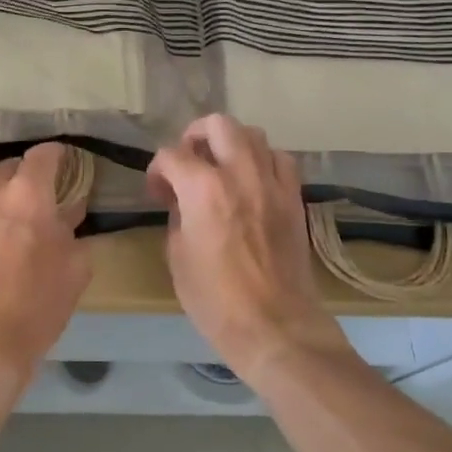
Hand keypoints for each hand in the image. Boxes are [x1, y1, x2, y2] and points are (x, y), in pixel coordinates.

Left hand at [0, 141, 91, 410]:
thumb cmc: (35, 311)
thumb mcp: (74, 270)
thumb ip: (73, 230)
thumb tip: (69, 208)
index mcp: (30, 195)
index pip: (46, 153)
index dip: (56, 158)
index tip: (59, 168)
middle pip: (8, 160)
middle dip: (21, 175)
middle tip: (24, 200)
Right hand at [147, 115, 348, 381]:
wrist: (274, 326)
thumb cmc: (215, 299)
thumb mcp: (177, 257)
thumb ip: (178, 217)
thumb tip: (183, 204)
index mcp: (203, 189)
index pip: (172, 155)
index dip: (158, 170)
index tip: (158, 192)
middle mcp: (240, 174)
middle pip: (218, 125)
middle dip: (196, 136)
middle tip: (188, 161)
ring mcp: (272, 184)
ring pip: (254, 135)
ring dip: (231, 144)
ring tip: (222, 168)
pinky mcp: (294, 198)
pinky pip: (281, 160)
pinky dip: (263, 161)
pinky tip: (253, 181)